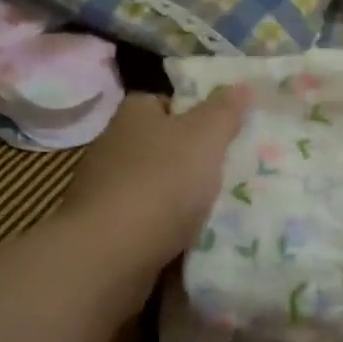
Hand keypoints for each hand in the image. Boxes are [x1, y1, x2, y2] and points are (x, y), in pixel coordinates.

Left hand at [46, 89, 248, 274]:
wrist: (109, 256)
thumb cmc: (161, 182)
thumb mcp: (206, 136)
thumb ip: (225, 111)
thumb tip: (240, 85)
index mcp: (133, 114)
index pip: (165, 102)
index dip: (194, 112)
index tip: (222, 130)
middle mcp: (112, 145)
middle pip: (160, 144)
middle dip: (189, 157)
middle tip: (228, 168)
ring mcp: (102, 190)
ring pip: (153, 184)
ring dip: (178, 195)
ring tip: (216, 206)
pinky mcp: (102, 230)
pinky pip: (143, 221)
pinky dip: (164, 227)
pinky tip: (189, 237)